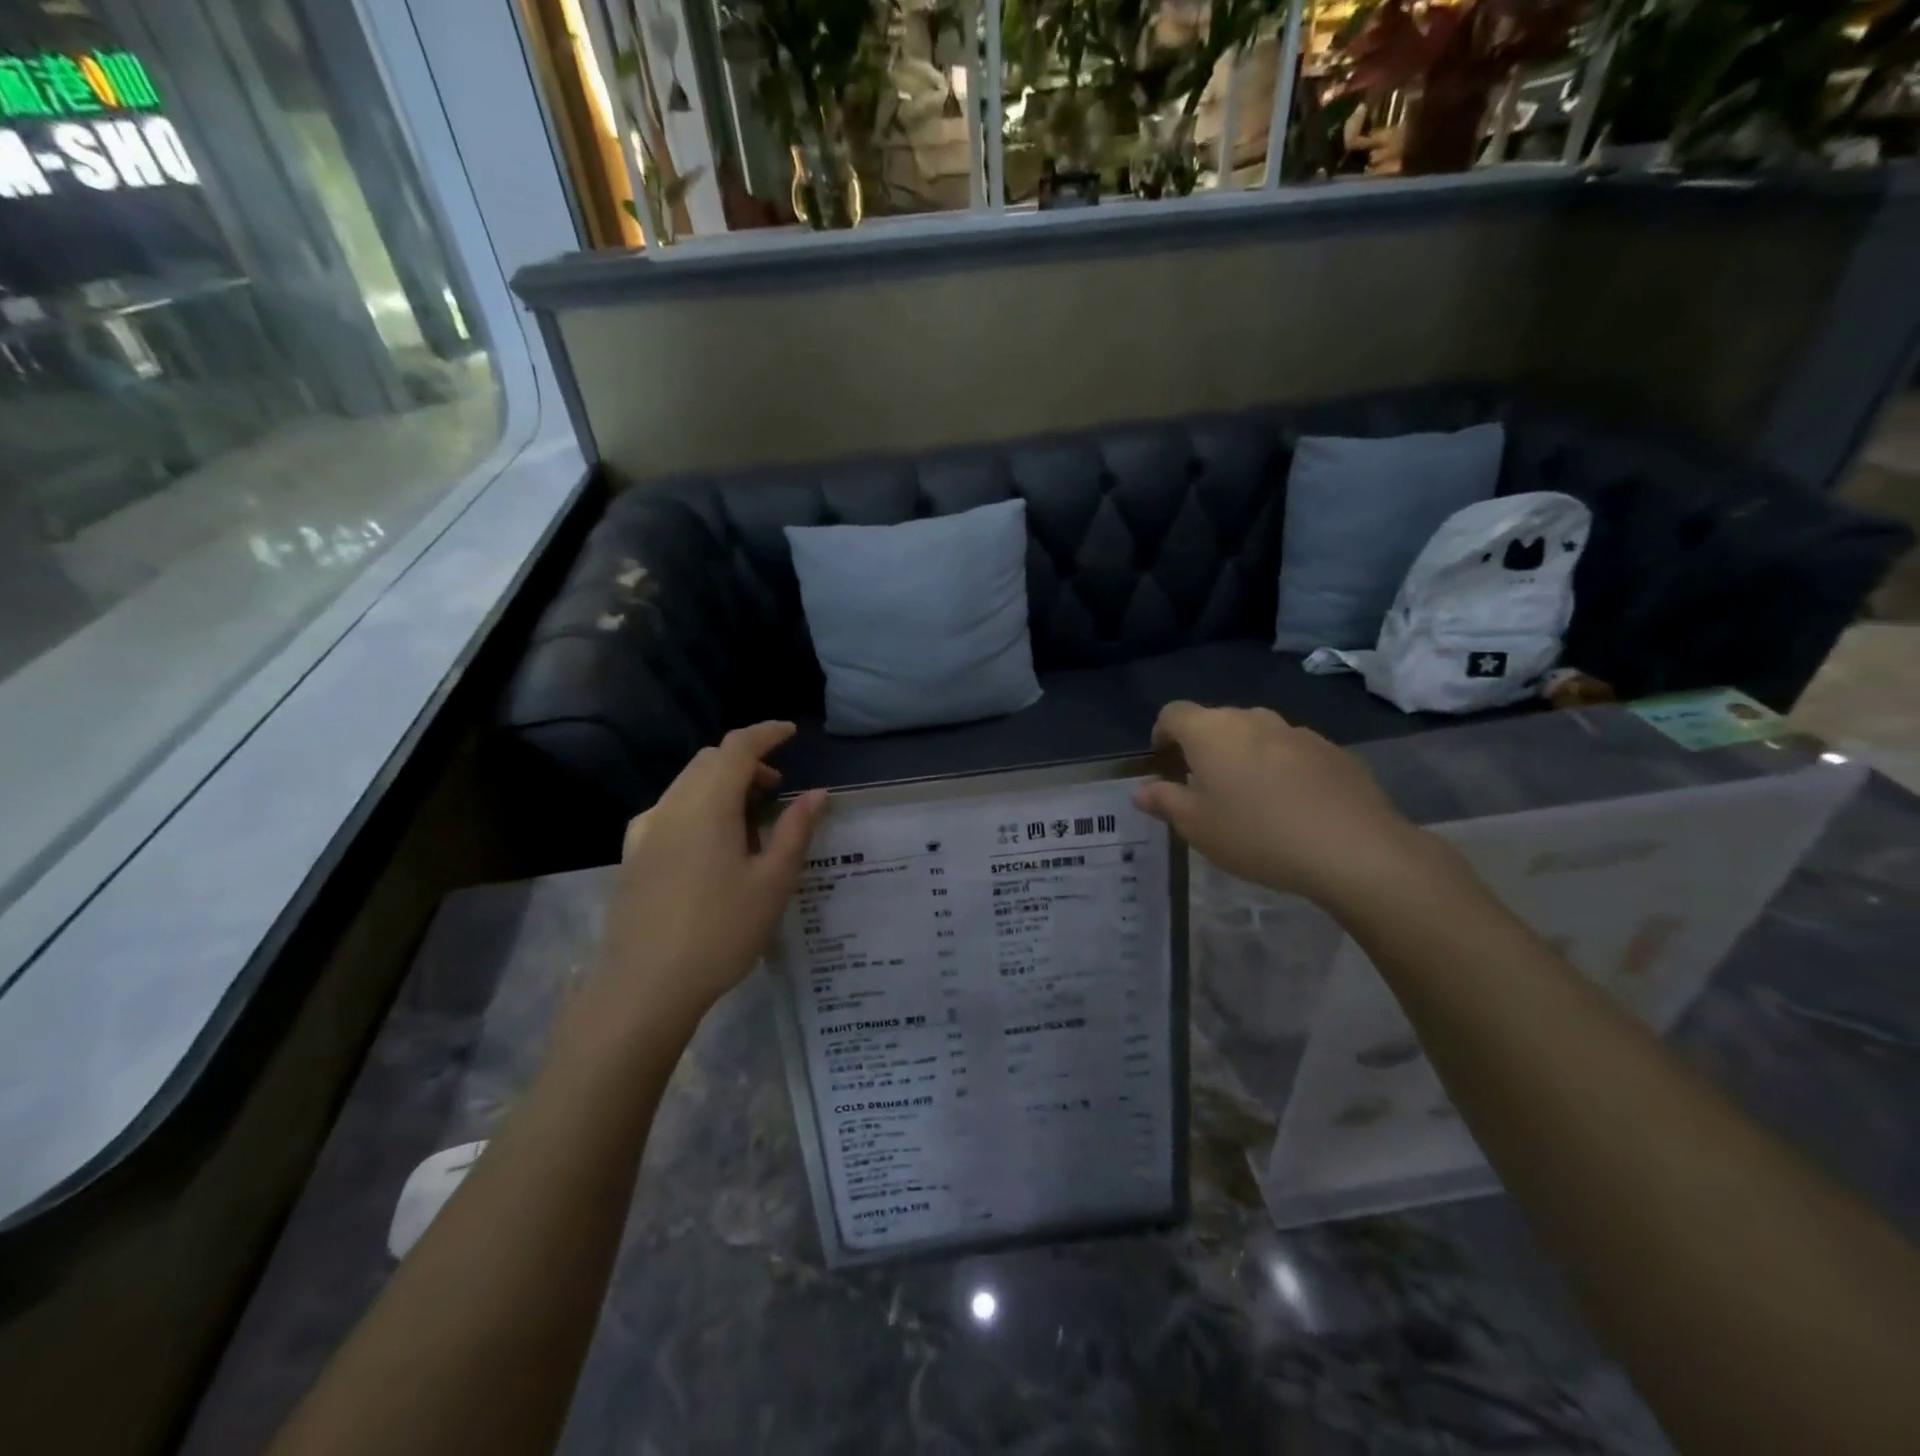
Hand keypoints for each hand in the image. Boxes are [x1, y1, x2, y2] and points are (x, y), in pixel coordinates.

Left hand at [586, 723, 826, 1036]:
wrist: (645, 987)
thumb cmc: (721, 932)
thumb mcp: (772, 882)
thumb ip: (795, 831)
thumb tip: (817, 794)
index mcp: (707, 806)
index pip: (737, 748)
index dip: (766, 734)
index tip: (791, 733)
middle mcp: (671, 807)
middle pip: (709, 761)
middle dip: (746, 762)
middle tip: (776, 790)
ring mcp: (645, 831)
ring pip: (687, 783)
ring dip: (721, 784)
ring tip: (750, 821)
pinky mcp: (633, 855)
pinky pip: (670, 809)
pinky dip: (698, 805)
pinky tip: (710, 843)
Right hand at [1135, 702, 1446, 908]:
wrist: (1354, 849)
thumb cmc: (1258, 836)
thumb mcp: (1198, 828)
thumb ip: (1166, 803)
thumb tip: (1142, 791)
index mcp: (1211, 733)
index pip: (1173, 713)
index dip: (1162, 733)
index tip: (1163, 761)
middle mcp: (1252, 720)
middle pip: (1217, 720)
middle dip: (1204, 745)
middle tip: (1203, 785)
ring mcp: (1297, 731)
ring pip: (1257, 733)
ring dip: (1244, 755)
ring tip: (1250, 796)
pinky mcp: (1333, 750)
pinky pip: (1293, 750)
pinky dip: (1281, 766)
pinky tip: (1292, 804)